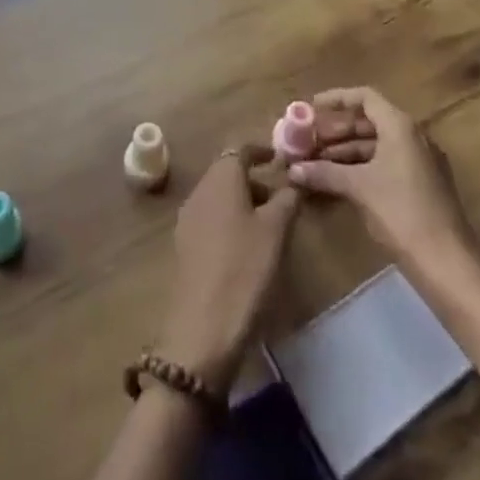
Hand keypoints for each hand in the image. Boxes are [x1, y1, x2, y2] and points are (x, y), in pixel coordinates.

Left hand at [157, 144, 298, 394]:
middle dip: (255, 179)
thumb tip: (294, 178)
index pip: (241, 149)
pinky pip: (211, 218)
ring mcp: (188, 218)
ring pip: (219, 196)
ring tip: (270, 224)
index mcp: (221, 177)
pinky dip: (231, 220)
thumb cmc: (245, 268)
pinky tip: (247, 246)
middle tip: (282, 197)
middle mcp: (200, 189)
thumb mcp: (276, 230)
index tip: (282, 160)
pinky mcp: (185, 246)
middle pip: (228, 171)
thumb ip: (287, 198)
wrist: (203, 329)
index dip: (262, 151)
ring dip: (243, 201)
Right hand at [291, 87, 475, 271]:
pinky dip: (363, 167)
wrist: (448, 264)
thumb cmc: (402, 213)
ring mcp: (421, 161)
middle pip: (369, 121)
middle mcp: (413, 136)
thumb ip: (325, 173)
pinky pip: (387, 164)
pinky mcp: (423, 185)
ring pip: (377, 145)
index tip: (311, 107)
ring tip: (317, 163)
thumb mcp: (359, 188)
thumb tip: (293, 169)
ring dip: (347, 152)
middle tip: (309, 141)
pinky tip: (340, 182)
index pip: (365, 97)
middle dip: (337, 130)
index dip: (336, 99)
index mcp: (400, 126)